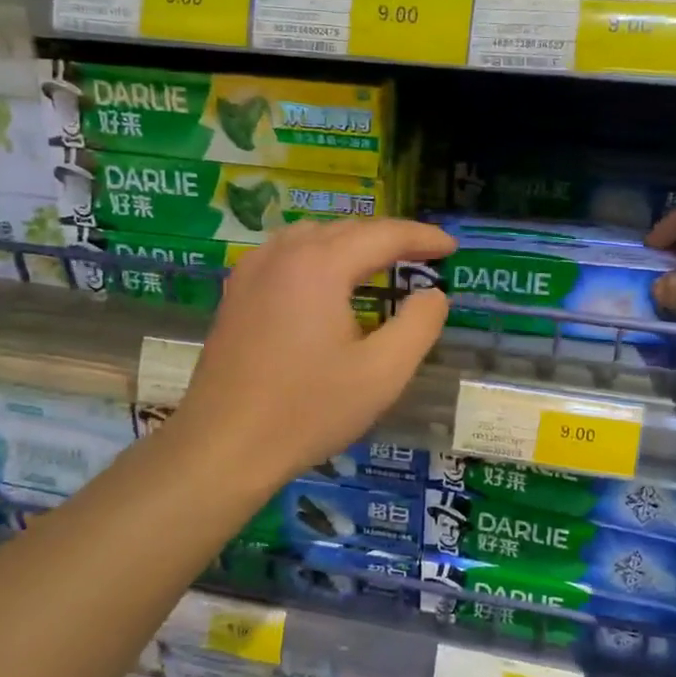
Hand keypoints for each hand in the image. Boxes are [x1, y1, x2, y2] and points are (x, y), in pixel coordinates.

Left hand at [170, 218, 455, 487]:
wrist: (224, 446)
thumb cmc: (308, 411)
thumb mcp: (382, 374)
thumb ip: (419, 325)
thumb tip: (433, 295)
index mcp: (319, 266)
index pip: (383, 235)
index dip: (422, 238)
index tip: (451, 247)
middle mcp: (282, 255)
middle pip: (346, 230)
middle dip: (388, 238)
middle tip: (423, 257)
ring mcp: (251, 272)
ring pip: (312, 237)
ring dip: (351, 243)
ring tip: (380, 264)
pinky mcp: (235, 294)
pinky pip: (285, 255)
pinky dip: (317, 256)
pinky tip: (325, 281)